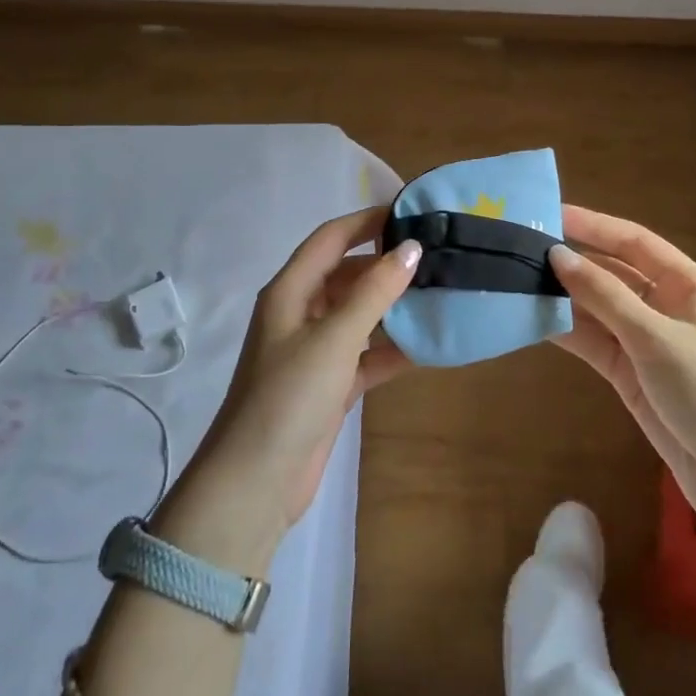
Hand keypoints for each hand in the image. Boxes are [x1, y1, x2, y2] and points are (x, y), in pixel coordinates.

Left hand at [190, 208, 419, 540]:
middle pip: (347, 275)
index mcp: (290, 291)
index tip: (410, 213)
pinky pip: (366, 354)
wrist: (256, 483)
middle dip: (386, 264)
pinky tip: (427, 345)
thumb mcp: (334, 338)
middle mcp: (301, 313)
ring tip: (439, 293)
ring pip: (359, 314)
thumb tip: (411, 247)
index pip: (331, 239)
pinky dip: (391, 348)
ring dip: (393, 306)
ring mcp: (314, 351)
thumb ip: (374, 292)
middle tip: (435, 257)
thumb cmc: (289, 397)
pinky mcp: (329, 385)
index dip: (367, 221)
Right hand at [549, 205, 695, 527]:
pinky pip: (595, 342)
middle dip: (572, 263)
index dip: (592, 226)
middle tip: (522, 250)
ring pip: (598, 309)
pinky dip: (568, 332)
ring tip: (517, 282)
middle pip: (612, 273)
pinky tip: (533, 320)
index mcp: (687, 284)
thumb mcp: (656, 338)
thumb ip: (604, 295)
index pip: (633, 242)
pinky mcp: (632, 374)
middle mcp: (666, 306)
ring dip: (564, 298)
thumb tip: (557, 255)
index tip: (549, 215)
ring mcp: (648, 342)